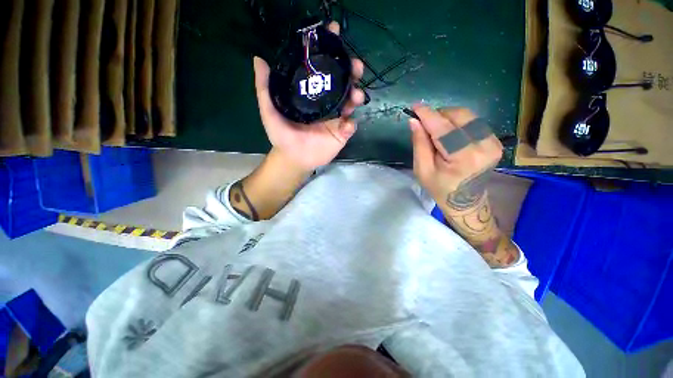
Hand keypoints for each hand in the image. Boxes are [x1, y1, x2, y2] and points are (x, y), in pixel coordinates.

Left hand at [253, 22, 365, 172]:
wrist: (293, 158)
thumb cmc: (281, 135)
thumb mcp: (269, 110)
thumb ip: (265, 88)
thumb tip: (259, 59)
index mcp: (311, 94)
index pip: (322, 69)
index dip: (329, 50)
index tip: (335, 33)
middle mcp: (326, 102)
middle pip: (343, 82)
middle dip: (351, 71)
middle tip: (356, 66)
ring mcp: (335, 118)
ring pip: (351, 102)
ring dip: (356, 95)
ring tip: (356, 95)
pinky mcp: (341, 133)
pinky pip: (350, 126)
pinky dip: (351, 124)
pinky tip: (347, 124)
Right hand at [409, 105, 502, 214]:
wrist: (466, 202)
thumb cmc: (440, 188)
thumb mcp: (423, 170)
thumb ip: (419, 144)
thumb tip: (414, 121)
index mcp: (463, 158)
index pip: (443, 128)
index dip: (428, 115)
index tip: (415, 106)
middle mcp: (484, 146)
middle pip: (458, 116)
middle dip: (438, 115)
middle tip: (425, 125)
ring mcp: (493, 142)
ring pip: (466, 115)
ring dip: (447, 118)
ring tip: (436, 132)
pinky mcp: (495, 140)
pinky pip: (473, 122)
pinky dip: (457, 123)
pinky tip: (450, 135)